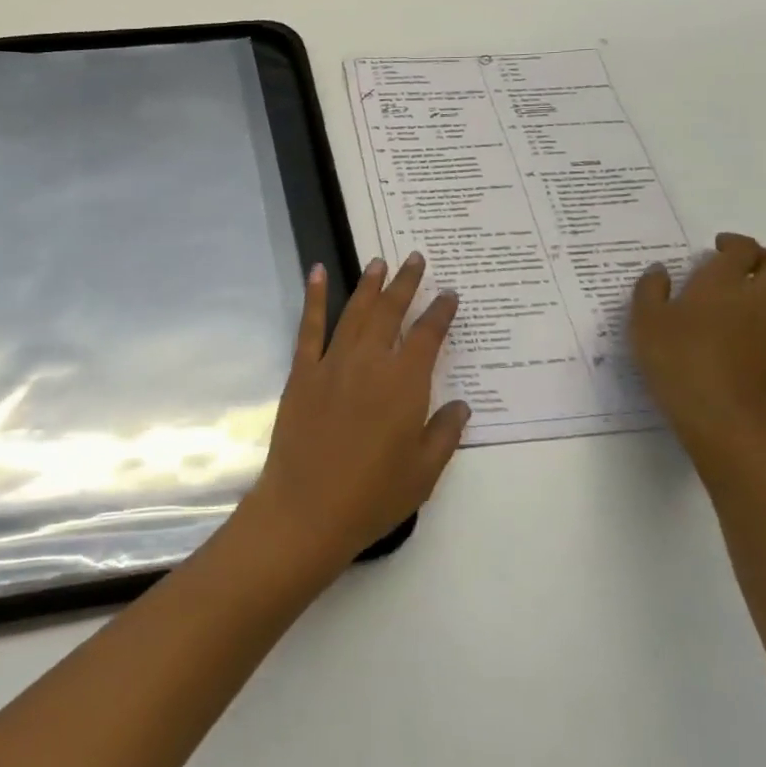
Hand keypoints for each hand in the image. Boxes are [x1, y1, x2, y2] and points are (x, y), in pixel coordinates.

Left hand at [242, 254, 468, 577]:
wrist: (308, 508)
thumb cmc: (372, 496)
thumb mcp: (424, 473)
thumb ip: (445, 433)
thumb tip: (462, 405)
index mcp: (405, 384)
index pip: (428, 336)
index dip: (440, 312)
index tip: (449, 294)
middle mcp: (370, 362)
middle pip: (391, 312)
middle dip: (406, 283)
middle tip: (415, 258)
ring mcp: (333, 362)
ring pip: (356, 311)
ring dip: (369, 284)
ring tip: (379, 261)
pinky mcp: (303, 371)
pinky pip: (310, 326)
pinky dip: (315, 297)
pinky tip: (317, 272)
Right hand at [630, 233, 765, 480]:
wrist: (721, 414)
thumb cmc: (677, 359)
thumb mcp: (645, 321)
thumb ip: (651, 289)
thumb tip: (660, 270)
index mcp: (723, 281)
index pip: (743, 247)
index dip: (733, 243)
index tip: (716, 248)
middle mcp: (762, 294)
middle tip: (741, 266)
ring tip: (760, 292)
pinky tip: (765, 323)